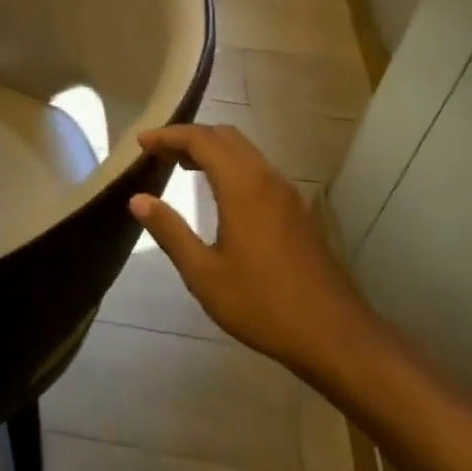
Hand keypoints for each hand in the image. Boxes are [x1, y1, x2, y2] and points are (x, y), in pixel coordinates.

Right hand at [131, 124, 391, 395]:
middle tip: (158, 153)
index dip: (169, 135)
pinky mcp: (297, 211)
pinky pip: (258, 170)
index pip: (201, 140)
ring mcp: (287, 194)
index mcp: (243, 186)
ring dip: (211, 150)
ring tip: (180, 167)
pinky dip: (230, 166)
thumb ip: (170, 231)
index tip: (141, 142)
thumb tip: (138, 199)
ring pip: (245, 151)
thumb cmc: (262, 304)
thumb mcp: (204, 273)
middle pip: (225, 136)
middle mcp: (267, 179)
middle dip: (189, 137)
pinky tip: (217, 192)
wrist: (333, 335)